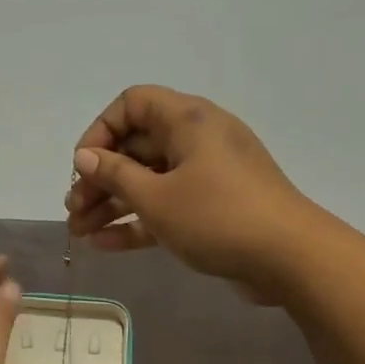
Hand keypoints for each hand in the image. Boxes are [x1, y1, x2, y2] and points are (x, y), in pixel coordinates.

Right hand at [65, 85, 321, 300]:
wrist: (291, 259)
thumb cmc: (218, 217)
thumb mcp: (157, 197)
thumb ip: (115, 175)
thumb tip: (84, 157)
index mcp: (188, 120)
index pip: (133, 104)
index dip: (101, 131)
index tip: (83, 166)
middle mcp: (198, 140)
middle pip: (136, 147)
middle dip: (99, 178)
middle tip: (73, 209)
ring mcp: (207, 176)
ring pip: (149, 181)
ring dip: (112, 204)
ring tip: (79, 232)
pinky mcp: (213, 208)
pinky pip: (167, 206)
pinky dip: (138, 221)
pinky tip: (103, 245)